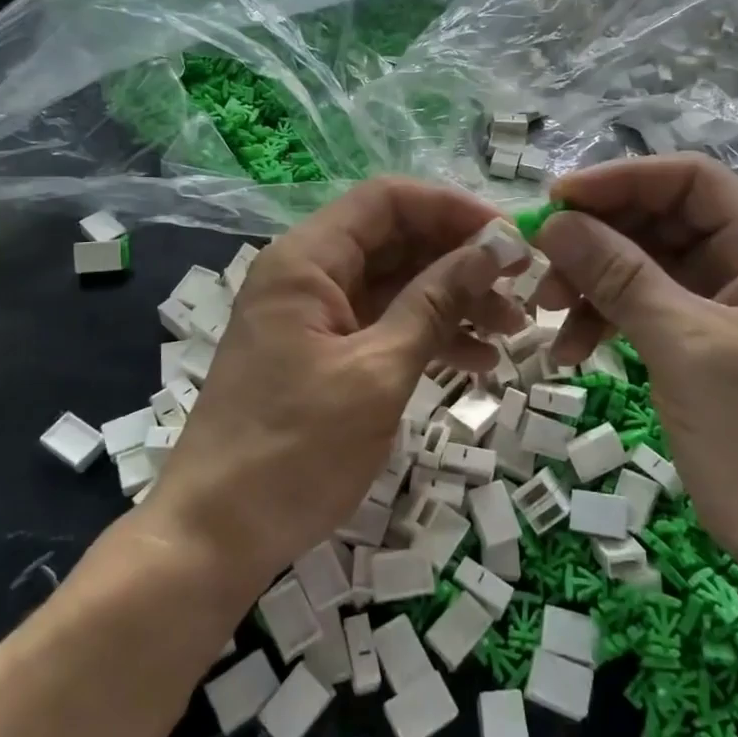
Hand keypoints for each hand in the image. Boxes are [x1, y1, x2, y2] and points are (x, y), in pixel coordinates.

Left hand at [145, 178, 525, 602]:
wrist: (216, 536)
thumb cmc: (295, 449)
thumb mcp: (377, 372)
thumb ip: (436, 302)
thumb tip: (493, 246)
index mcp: (307, 260)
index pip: (387, 200)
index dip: (450, 208)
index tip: (507, 238)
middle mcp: (308, 275)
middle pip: (395, 240)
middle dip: (460, 259)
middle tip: (521, 287)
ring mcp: (315, 316)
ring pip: (395, 284)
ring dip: (453, 300)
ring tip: (512, 330)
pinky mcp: (323, 354)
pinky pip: (384, 325)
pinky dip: (428, 335)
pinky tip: (477, 361)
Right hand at [534, 154, 737, 583]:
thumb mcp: (684, 347)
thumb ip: (618, 276)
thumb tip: (554, 222)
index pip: (690, 180)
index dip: (620, 181)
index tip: (556, 200)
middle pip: (662, 221)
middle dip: (598, 239)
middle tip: (539, 264)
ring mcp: (728, 306)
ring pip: (646, 265)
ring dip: (593, 282)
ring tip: (546, 313)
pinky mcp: (706, 343)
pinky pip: (646, 308)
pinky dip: (606, 319)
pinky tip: (570, 348)